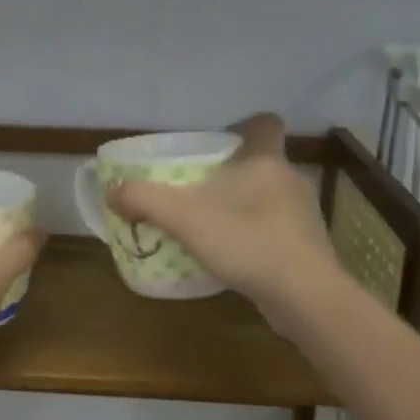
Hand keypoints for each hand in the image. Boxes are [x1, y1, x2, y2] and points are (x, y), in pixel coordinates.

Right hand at [104, 113, 340, 324]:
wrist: (305, 296)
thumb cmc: (247, 241)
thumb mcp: (185, 217)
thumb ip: (144, 199)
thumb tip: (111, 190)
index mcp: (266, 159)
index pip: (265, 124)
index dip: (244, 126)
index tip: (218, 142)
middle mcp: (291, 179)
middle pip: (263, 161)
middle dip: (235, 172)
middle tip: (201, 188)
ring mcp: (305, 215)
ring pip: (271, 196)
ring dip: (245, 205)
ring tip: (213, 224)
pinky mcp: (309, 247)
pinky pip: (278, 229)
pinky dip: (257, 235)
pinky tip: (235, 255)